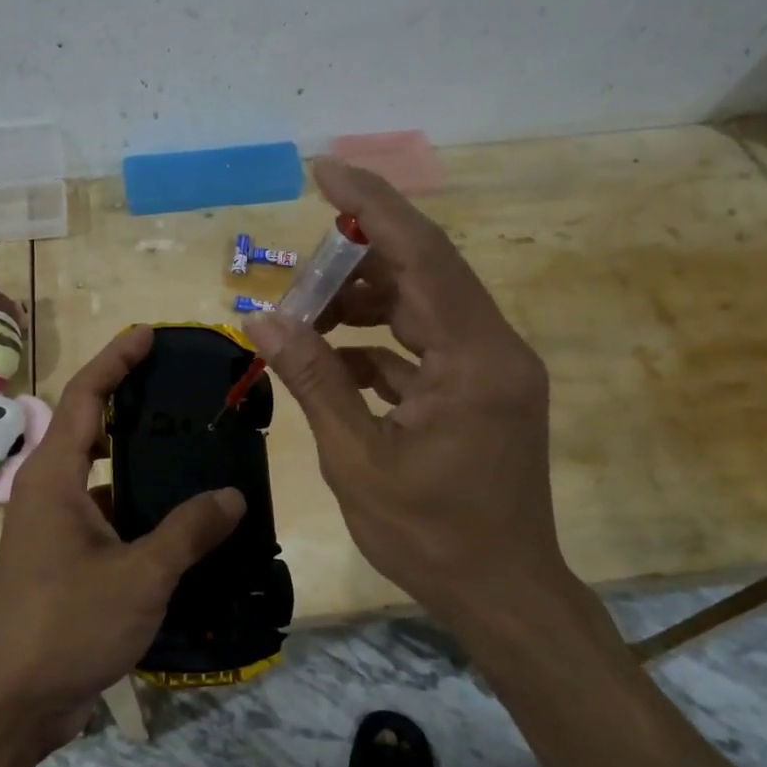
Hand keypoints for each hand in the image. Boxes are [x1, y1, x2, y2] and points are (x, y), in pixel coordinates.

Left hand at [0, 326, 244, 750]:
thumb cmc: (64, 625)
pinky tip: (186, 524)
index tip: (149, 334)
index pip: (85, 396)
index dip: (116, 359)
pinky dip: (143, 513)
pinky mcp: (66, 564)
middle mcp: (50, 493)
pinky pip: (110, 520)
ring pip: (104, 479)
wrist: (7, 704)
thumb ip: (187, 531)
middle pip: (92, 429)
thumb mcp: (138, 576)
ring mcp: (56, 530)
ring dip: (143, 464)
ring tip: (198, 452)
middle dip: (132, 402)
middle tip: (184, 392)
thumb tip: (232, 495)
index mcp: (54, 477)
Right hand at [246, 158, 573, 635]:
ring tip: (303, 320)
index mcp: (474, 359)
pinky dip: (376, 346)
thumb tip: (263, 321)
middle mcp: (493, 348)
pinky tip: (332, 366)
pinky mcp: (480, 390)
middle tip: (294, 275)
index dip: (372, 206)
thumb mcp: (358, 459)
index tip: (324, 170)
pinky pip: (422, 346)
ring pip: (420, 307)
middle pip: (421, 274)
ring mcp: (490, 369)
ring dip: (361, 306)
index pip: (423, 255)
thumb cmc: (431, 536)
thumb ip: (314, 381)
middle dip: (353, 264)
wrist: (503, 595)